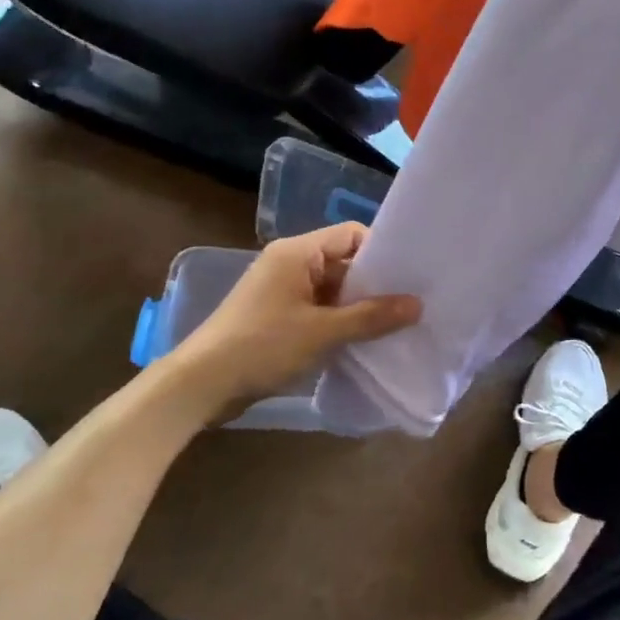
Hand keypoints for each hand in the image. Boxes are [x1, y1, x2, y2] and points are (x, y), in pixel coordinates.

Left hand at [165, 224, 420, 421]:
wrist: (201, 385)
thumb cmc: (262, 346)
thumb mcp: (322, 332)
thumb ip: (371, 317)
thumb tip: (417, 305)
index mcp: (297, 253)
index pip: (351, 234)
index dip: (381, 251)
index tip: (409, 276)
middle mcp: (290, 264)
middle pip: (344, 262)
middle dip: (374, 284)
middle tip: (410, 304)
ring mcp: (282, 291)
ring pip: (333, 289)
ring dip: (358, 307)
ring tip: (394, 325)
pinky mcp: (277, 316)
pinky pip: (319, 309)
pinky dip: (339, 322)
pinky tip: (362, 341)